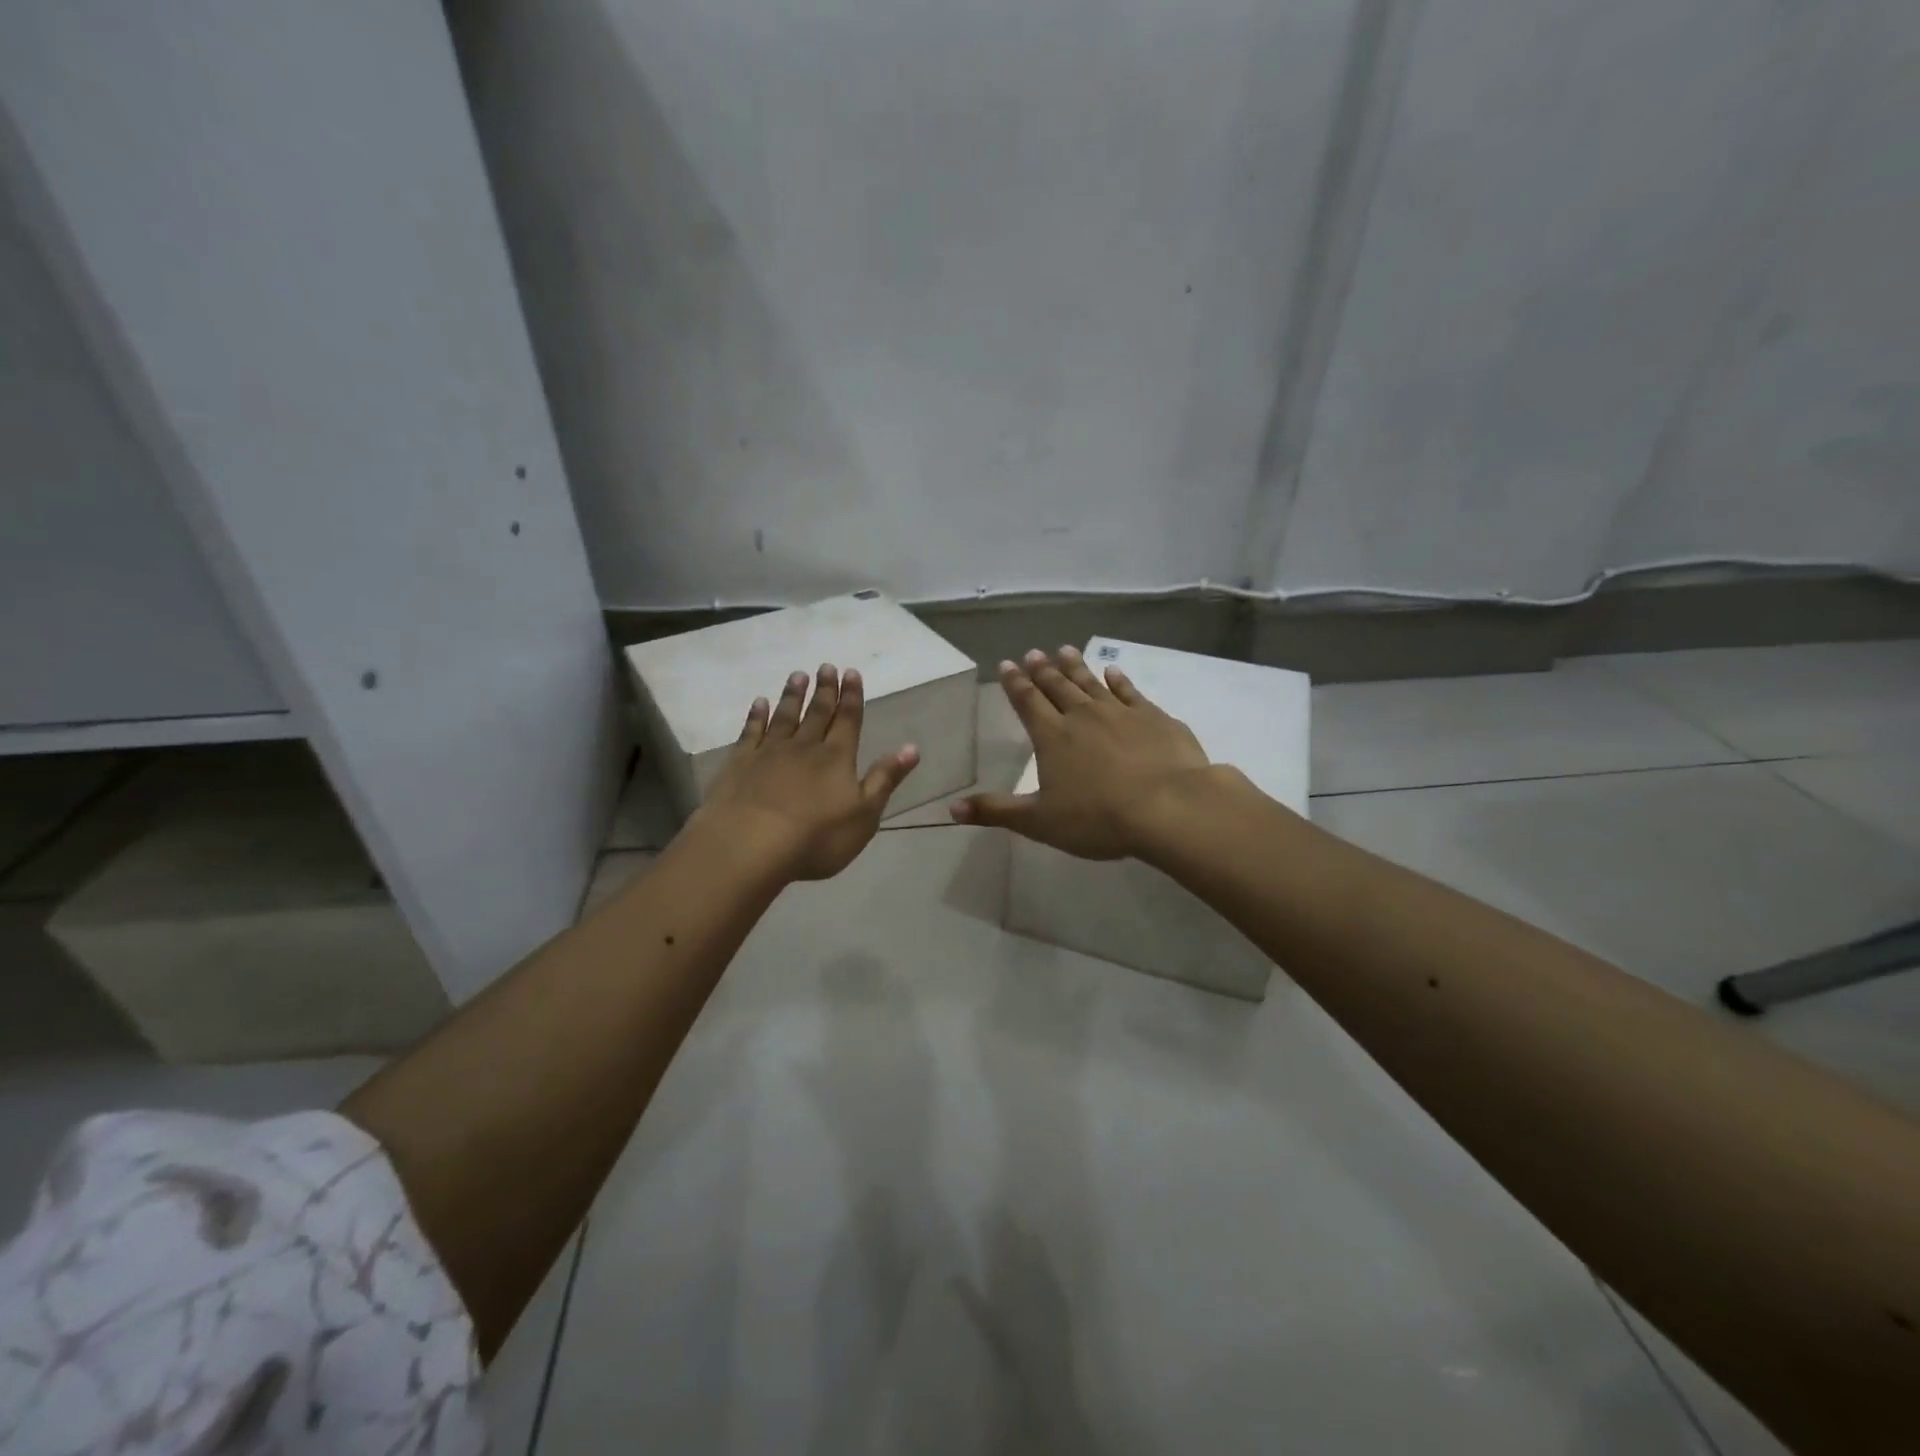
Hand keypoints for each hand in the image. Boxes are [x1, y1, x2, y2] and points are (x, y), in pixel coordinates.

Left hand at [694, 664, 919, 881]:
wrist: (751, 844)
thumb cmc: (817, 837)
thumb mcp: (864, 814)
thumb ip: (885, 779)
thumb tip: (912, 748)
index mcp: (837, 758)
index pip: (848, 720)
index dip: (851, 696)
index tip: (851, 672)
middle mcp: (805, 747)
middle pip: (817, 713)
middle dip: (824, 690)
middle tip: (826, 666)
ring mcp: (769, 752)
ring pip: (785, 716)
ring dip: (792, 695)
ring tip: (798, 675)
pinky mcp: (740, 763)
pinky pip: (751, 731)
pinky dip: (756, 715)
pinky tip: (760, 703)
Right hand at [949, 647, 1213, 858]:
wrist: (1168, 806)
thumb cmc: (1098, 818)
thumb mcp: (1040, 821)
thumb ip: (997, 812)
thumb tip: (952, 809)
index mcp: (1052, 737)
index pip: (1028, 703)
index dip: (1016, 684)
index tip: (1008, 664)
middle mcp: (1082, 716)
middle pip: (1058, 687)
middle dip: (1042, 670)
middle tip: (1034, 652)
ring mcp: (1120, 712)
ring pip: (1091, 682)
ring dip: (1076, 666)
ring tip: (1064, 650)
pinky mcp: (1153, 717)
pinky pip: (1130, 692)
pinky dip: (1119, 680)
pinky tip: (1114, 671)